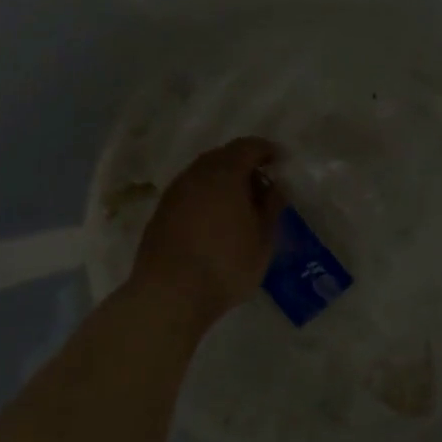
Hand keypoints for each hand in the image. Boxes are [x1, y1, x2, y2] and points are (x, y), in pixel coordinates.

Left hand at [130, 137, 285, 327]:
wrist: (169, 295)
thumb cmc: (226, 264)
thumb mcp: (263, 238)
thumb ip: (272, 206)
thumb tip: (276, 186)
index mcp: (224, 173)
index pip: (248, 146)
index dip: (267, 150)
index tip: (281, 162)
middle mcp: (196, 174)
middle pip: (223, 156)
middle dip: (244, 164)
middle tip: (262, 185)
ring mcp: (174, 193)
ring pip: (203, 174)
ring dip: (223, 181)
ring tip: (240, 205)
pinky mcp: (161, 213)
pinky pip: (190, 192)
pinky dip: (206, 197)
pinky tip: (215, 220)